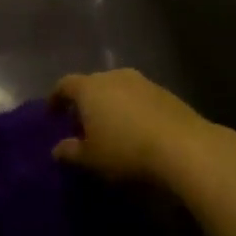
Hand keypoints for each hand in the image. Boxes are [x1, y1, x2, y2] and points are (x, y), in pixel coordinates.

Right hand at [50, 70, 213, 182]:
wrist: (182, 146)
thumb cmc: (125, 150)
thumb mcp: (91, 158)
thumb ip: (70, 151)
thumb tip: (57, 149)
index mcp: (89, 88)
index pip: (65, 85)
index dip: (56, 98)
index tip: (52, 113)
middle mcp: (114, 77)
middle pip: (92, 84)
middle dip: (85, 101)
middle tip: (81, 123)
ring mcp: (142, 82)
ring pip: (118, 89)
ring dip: (111, 104)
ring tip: (110, 127)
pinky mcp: (165, 93)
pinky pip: (139, 97)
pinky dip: (132, 109)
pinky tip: (136, 129)